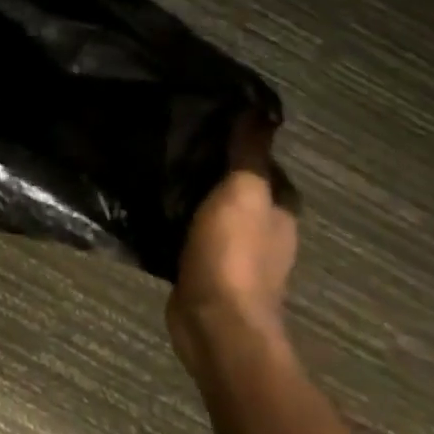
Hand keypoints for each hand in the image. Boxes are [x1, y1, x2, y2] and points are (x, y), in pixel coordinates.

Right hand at [166, 110, 297, 376]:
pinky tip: (153, 206)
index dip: (241, 142)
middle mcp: (264, 230)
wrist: (215, 323)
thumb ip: (250, 153)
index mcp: (280, 210)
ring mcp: (235, 253)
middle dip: (212, 166)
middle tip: (173, 139)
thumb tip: (262, 111)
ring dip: (193, 193)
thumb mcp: (243, 192)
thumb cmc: (234, 253)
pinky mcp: (205, 269)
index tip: (206, 120)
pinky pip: (191, 232)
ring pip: (213, 209)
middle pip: (238, 187)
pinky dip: (178, 219)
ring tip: (158, 166)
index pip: (264, 165)